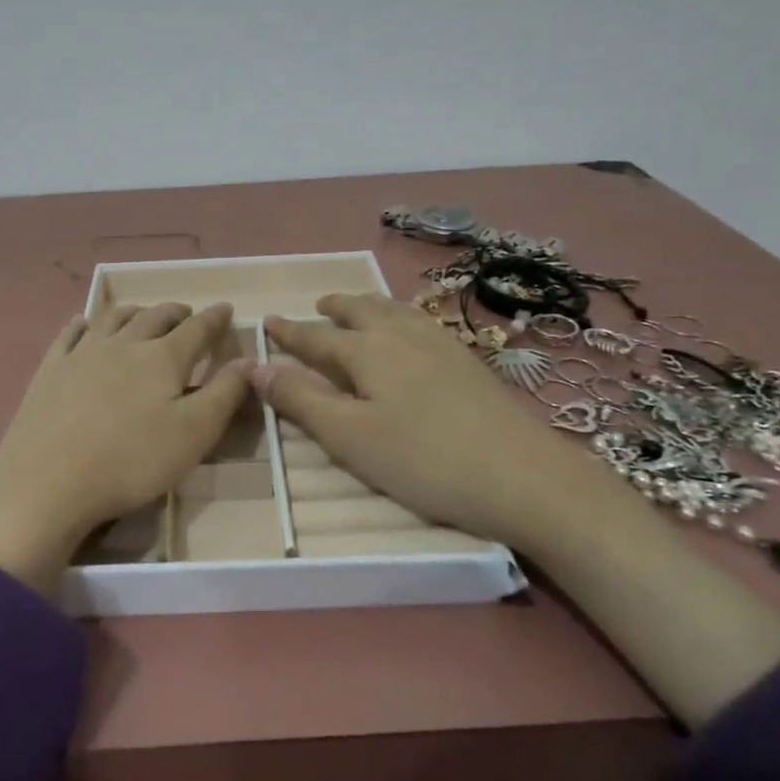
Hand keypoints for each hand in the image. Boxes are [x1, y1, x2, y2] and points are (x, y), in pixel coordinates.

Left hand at [0, 302, 253, 591]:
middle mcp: (124, 344)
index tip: (226, 308)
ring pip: (114, 318)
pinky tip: (85, 323)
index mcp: (163, 358)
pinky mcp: (51, 369)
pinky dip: (85, 323)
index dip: (215, 318)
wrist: (47, 481)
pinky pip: (71, 334)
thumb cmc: (130, 461)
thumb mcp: (193, 434)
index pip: (197, 329)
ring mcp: (83, 353)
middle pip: (155, 317)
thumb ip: (225, 394)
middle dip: (176, 312)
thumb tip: (249, 361)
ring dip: (135, 312)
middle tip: (187, 314)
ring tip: (144, 314)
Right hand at [258, 293, 623, 559]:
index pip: (317, 336)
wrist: (524, 475)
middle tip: (318, 305)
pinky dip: (402, 316)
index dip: (289, 332)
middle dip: (335, 307)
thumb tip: (255, 367)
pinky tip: (413, 331)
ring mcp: (441, 344)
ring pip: (395, 311)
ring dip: (369, 305)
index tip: (267, 321)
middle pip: (361, 311)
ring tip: (360, 307)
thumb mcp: (350, 437)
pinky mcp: (469, 361)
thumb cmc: (424, 460)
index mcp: (367, 351)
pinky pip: (422, 321)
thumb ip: (301, 400)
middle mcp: (402, 336)